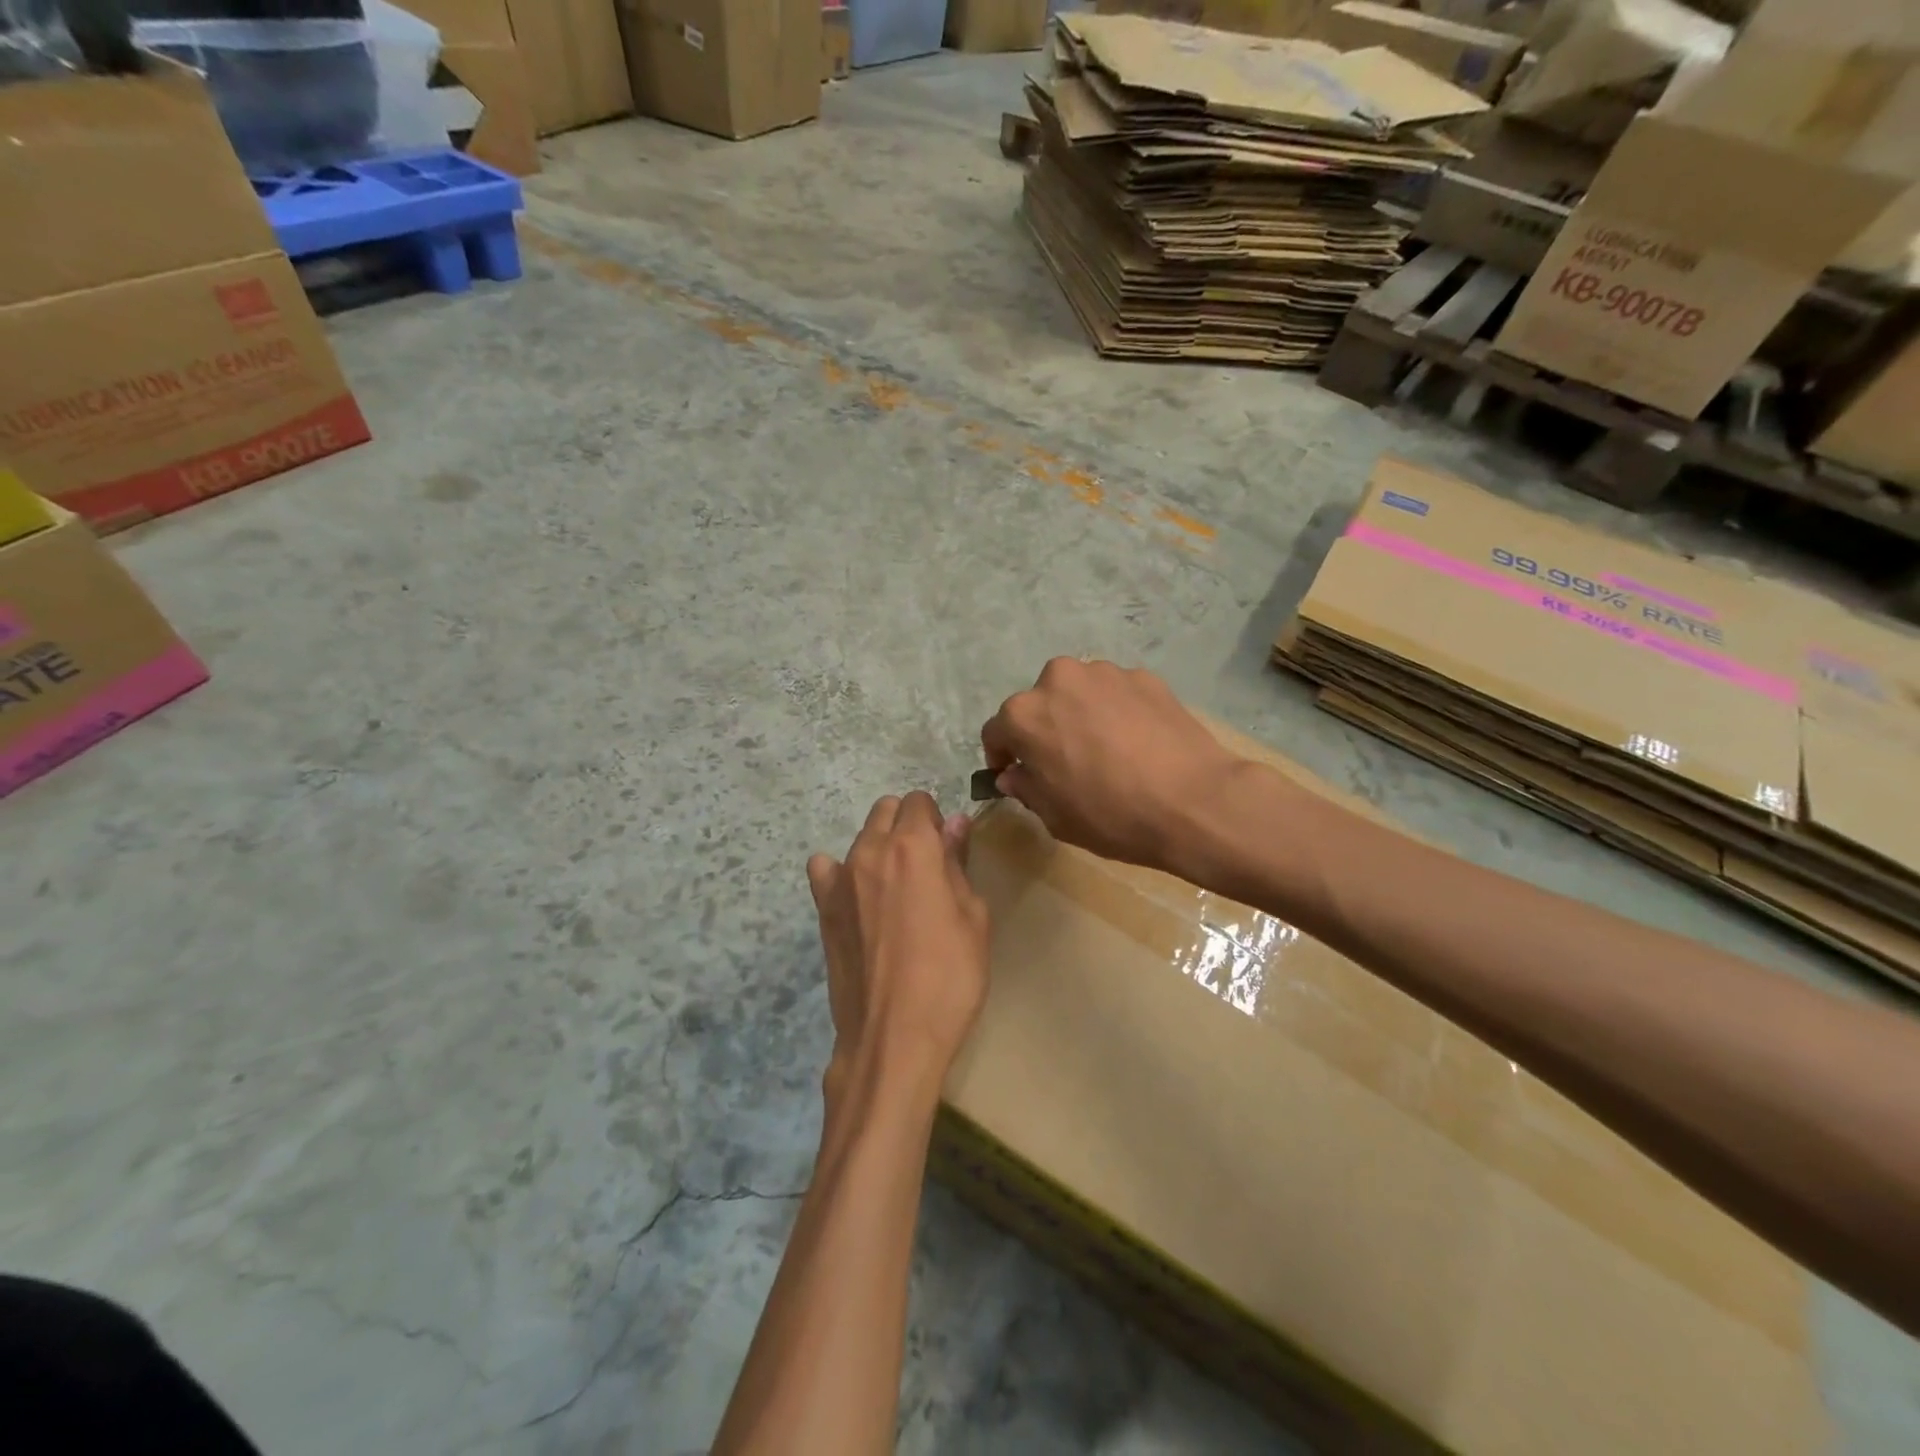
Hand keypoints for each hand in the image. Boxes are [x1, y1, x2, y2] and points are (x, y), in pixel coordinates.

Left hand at [807, 792, 989, 1105]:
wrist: (893, 1037)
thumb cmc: (950, 976)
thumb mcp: (972, 917)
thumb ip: (958, 862)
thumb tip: (955, 823)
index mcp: (913, 846)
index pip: (919, 802)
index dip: (937, 819)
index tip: (948, 849)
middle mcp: (870, 850)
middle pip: (886, 811)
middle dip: (907, 824)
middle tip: (927, 867)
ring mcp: (839, 878)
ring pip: (860, 838)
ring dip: (879, 847)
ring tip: (896, 889)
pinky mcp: (822, 908)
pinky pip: (827, 870)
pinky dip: (842, 873)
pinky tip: (859, 900)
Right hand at [981, 658, 1245, 873]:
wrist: (1194, 802)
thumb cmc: (1111, 815)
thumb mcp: (1055, 816)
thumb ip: (1025, 787)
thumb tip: (1015, 773)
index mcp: (1025, 714)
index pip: (997, 732)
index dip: (1001, 756)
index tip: (1014, 774)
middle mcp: (1058, 680)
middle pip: (1039, 704)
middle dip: (1044, 730)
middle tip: (1064, 761)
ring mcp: (1105, 673)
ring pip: (1079, 694)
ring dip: (1080, 716)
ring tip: (1105, 750)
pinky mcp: (1144, 676)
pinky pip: (1116, 694)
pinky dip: (1117, 712)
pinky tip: (1137, 743)